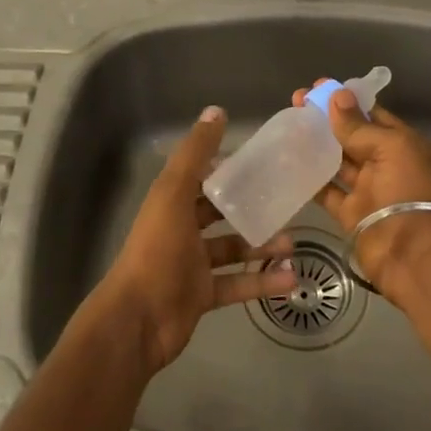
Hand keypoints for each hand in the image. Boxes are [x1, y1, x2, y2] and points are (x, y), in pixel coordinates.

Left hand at [91, 105, 294, 374]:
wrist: (137, 320)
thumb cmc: (157, 250)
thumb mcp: (174, 194)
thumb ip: (195, 154)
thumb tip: (216, 110)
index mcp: (172, 202)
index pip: (203, 177)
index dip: (229, 169)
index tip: (263, 163)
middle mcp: (182, 229)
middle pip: (220, 213)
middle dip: (252, 208)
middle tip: (286, 203)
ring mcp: (192, 264)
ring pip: (233, 248)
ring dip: (262, 245)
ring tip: (293, 244)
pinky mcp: (203, 295)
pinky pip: (238, 283)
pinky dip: (263, 281)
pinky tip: (291, 279)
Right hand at [290, 82, 430, 291]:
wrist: (412, 252)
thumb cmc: (407, 190)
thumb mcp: (389, 149)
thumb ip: (358, 126)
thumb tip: (337, 95)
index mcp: (403, 144)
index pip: (372, 115)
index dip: (347, 100)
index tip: (319, 87)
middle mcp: (386, 164)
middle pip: (353, 136)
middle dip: (327, 119)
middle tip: (296, 101)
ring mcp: (368, 189)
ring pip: (338, 161)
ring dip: (315, 145)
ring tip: (288, 125)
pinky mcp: (350, 212)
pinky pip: (327, 190)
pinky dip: (310, 178)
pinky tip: (288, 161)